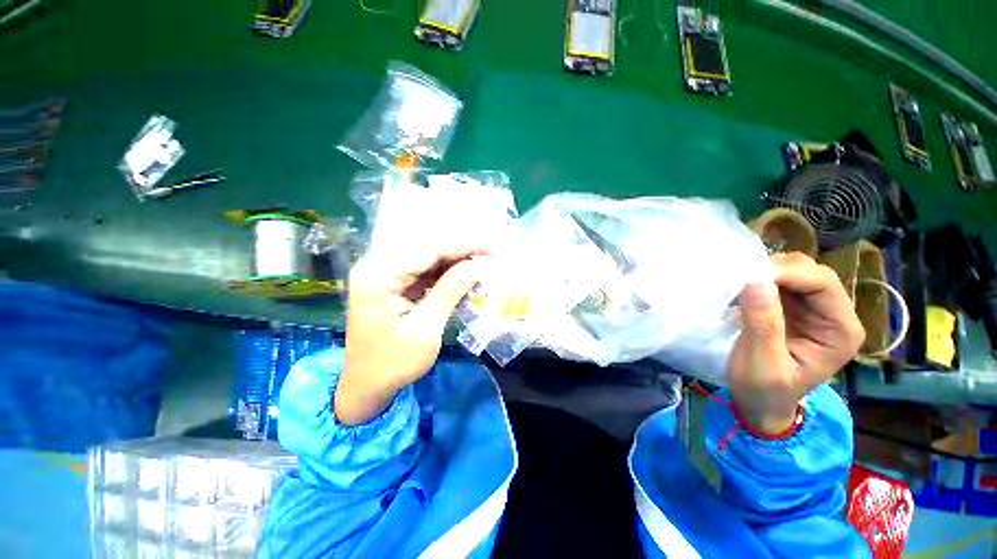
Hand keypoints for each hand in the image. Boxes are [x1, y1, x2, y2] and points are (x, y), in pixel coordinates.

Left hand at [334, 249, 485, 424]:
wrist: (365, 386)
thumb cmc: (394, 363)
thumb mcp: (427, 328)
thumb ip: (450, 291)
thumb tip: (477, 266)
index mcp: (379, 276)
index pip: (429, 249)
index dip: (464, 246)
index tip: (493, 248)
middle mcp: (377, 266)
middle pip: (427, 249)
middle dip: (462, 252)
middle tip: (492, 255)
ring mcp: (383, 273)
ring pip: (427, 258)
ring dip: (455, 262)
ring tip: (483, 265)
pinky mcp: (391, 282)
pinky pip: (423, 270)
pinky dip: (445, 273)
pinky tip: (464, 276)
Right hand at [728, 252, 864, 434]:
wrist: (760, 404)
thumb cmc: (764, 391)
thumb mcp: (763, 363)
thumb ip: (763, 324)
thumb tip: (755, 281)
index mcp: (840, 331)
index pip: (822, 284)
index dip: (787, 274)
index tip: (746, 277)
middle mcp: (835, 315)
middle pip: (812, 273)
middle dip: (776, 271)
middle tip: (739, 280)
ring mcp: (814, 310)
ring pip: (796, 272)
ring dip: (766, 273)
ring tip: (738, 286)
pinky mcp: (793, 309)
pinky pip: (780, 282)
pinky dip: (759, 280)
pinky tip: (742, 291)